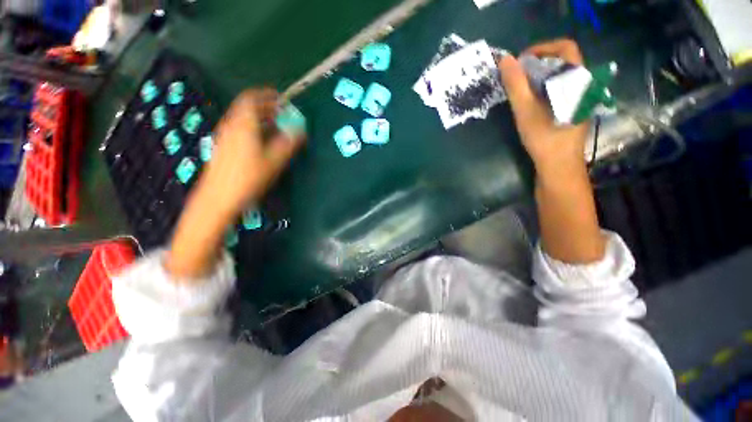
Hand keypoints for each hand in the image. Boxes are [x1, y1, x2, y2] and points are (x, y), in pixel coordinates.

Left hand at [198, 88, 304, 215]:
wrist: (218, 197)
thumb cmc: (248, 177)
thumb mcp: (273, 161)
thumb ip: (288, 144)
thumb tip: (301, 130)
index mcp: (244, 125)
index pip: (252, 99)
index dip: (266, 95)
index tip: (280, 98)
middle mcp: (231, 125)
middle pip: (246, 107)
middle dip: (265, 107)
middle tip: (281, 113)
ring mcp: (224, 135)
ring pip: (241, 118)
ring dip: (258, 117)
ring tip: (273, 125)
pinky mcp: (222, 146)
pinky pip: (238, 128)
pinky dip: (250, 126)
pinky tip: (259, 139)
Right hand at [497, 39, 588, 179]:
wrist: (559, 167)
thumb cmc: (544, 137)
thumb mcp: (525, 110)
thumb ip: (515, 84)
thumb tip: (505, 59)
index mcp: (577, 80)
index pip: (565, 47)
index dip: (542, 48)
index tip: (521, 61)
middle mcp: (582, 85)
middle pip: (562, 62)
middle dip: (537, 65)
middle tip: (516, 78)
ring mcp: (579, 99)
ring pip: (560, 78)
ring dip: (539, 78)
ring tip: (520, 91)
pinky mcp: (573, 110)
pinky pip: (559, 90)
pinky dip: (543, 90)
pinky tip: (531, 104)